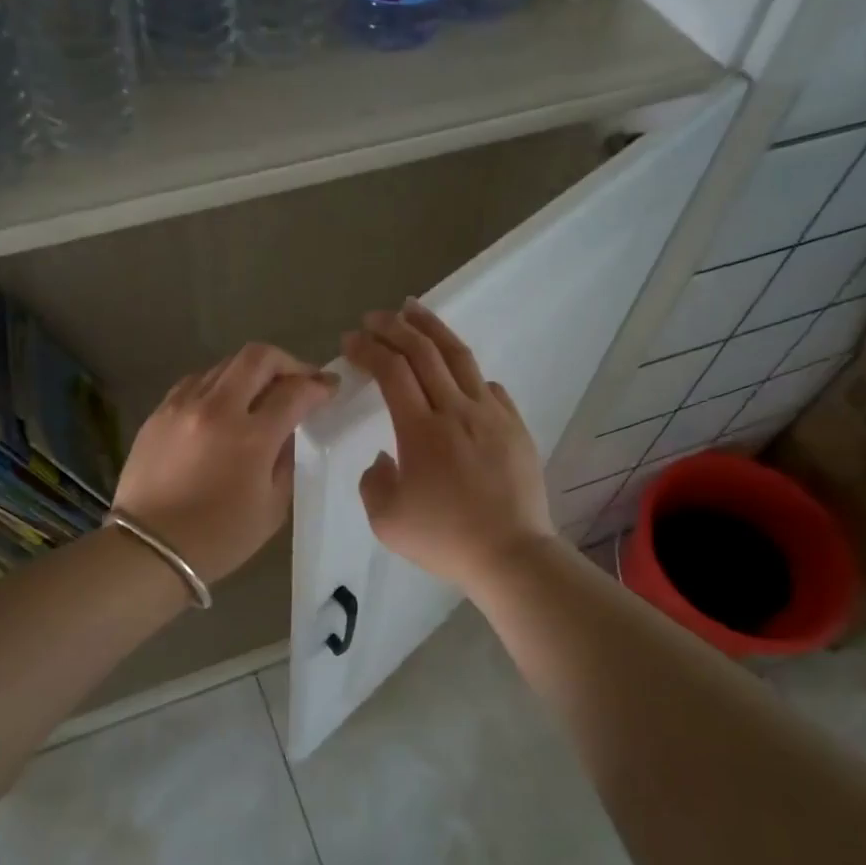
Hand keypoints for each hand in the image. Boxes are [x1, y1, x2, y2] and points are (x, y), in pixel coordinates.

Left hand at [112, 343, 337, 584]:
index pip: (295, 391)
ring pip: (225, 364)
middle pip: (259, 357)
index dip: (318, 385)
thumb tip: (288, 430)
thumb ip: (286, 460)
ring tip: (261, 393)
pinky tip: (223, 405)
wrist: (149, 550)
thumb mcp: (272, 507)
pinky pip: (196, 381)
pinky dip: (219, 384)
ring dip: (252, 372)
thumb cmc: (219, 538)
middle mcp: (217, 409)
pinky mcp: (159, 412)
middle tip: (300, 379)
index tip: (329, 388)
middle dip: (288, 362)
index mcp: (252, 437)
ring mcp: (183, 405)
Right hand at [342, 300, 557, 591]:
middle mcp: (455, 410)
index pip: (391, 371)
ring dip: (433, 329)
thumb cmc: (445, 538)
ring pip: (460, 357)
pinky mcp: (514, 426)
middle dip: (394, 327)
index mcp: (420, 430)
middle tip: (375, 317)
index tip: (350, 341)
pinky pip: (489, 386)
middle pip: (423, 352)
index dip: (368, 349)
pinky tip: (458, 372)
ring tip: (414, 311)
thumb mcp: (387, 520)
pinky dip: (467, 371)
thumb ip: (372, 482)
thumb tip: (384, 457)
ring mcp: (491, 414)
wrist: (511, 553)